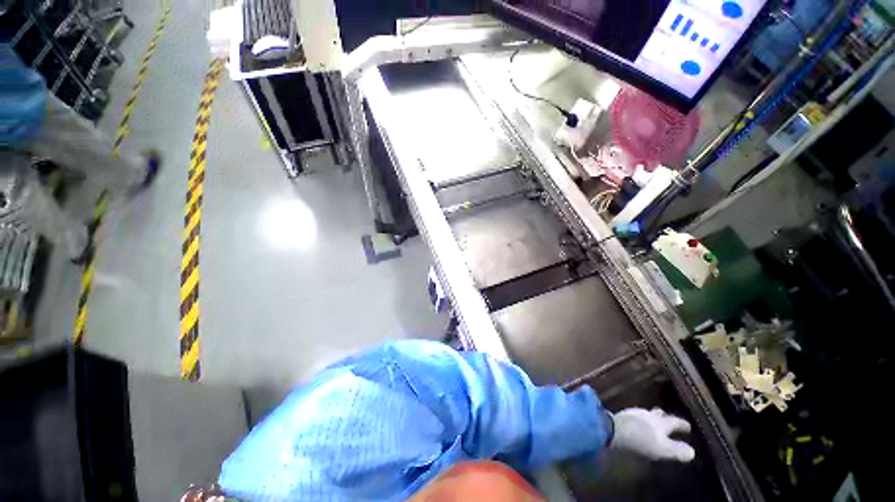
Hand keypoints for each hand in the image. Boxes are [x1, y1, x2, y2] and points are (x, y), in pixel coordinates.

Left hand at [609, 408, 695, 461]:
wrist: (614, 429)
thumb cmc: (642, 440)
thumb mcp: (663, 449)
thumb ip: (678, 450)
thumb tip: (692, 452)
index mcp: (661, 422)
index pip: (675, 421)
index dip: (682, 424)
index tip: (688, 426)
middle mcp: (649, 414)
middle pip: (659, 414)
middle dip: (665, 417)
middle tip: (669, 420)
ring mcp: (634, 412)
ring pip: (647, 413)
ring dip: (652, 417)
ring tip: (654, 422)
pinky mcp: (622, 415)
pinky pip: (636, 416)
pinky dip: (641, 420)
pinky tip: (638, 424)